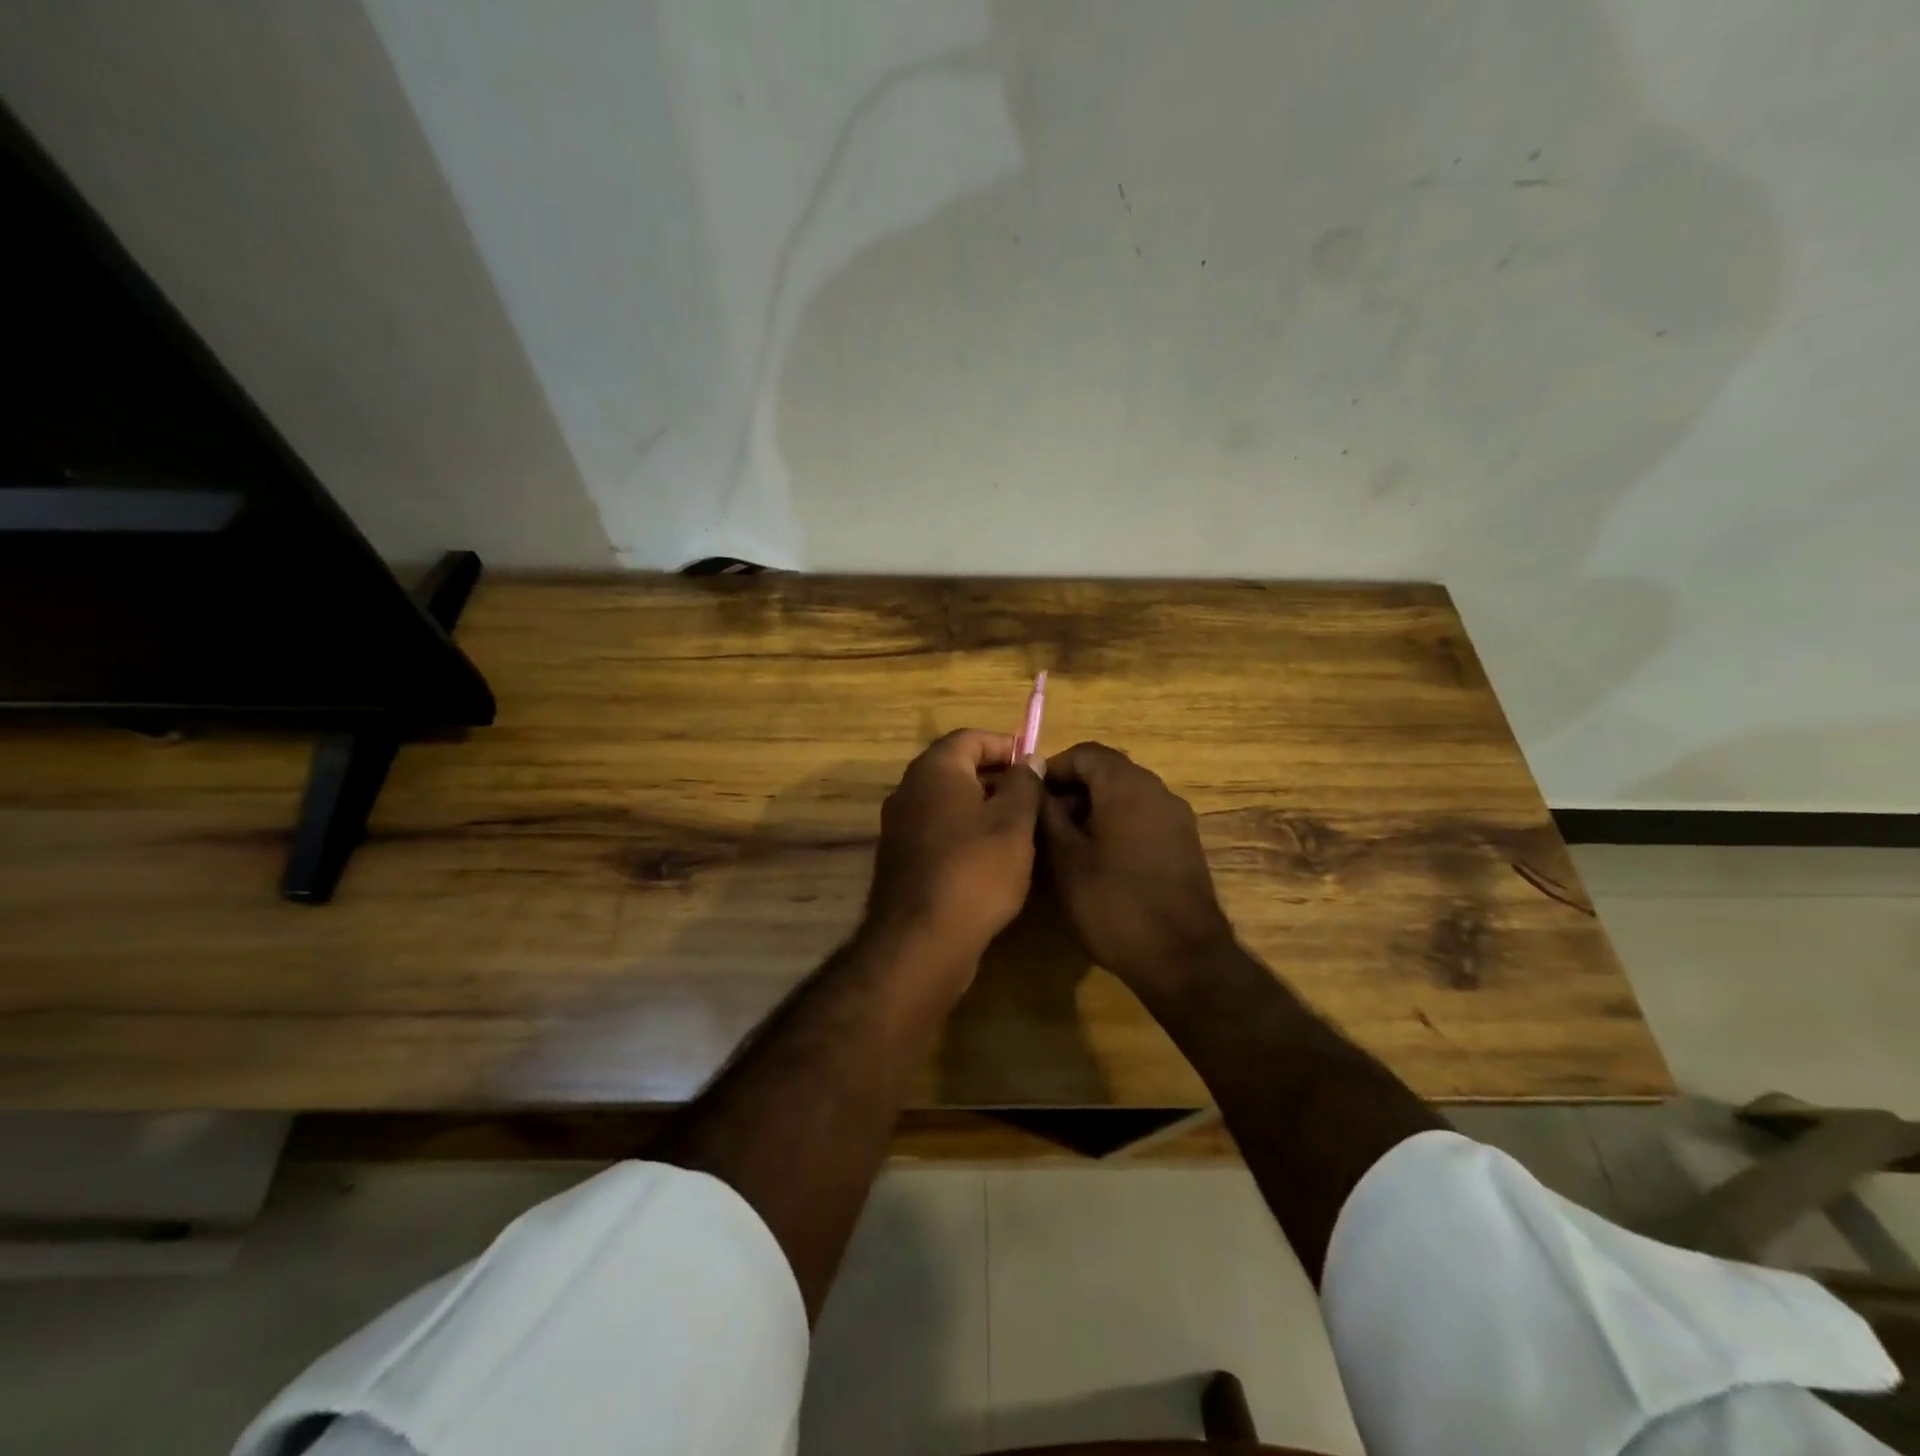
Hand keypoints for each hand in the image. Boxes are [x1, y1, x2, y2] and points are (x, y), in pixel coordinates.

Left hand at [868, 730, 1043, 969]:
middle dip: (996, 778)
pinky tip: (990, 860)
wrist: (921, 941)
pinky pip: (937, 831)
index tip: (1034, 767)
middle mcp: (909, 790)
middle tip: (1032, 800)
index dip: (1006, 745)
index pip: (970, 738)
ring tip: (1018, 830)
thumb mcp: (1014, 822)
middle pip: (956, 769)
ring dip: (982, 808)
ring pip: (947, 802)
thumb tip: (1027, 761)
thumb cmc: (976, 871)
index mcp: (934, 770)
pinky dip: (963, 834)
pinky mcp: (900, 859)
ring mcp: (900, 826)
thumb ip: (1024, 784)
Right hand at [1039, 742, 1232, 989]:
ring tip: (1065, 845)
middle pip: (1107, 771)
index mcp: (1127, 786)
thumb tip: (1034, 783)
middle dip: (1072, 790)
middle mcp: (1157, 790)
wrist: (1182, 958)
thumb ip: (1048, 814)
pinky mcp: (1184, 843)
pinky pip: (1143, 817)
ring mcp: (1176, 817)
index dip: (1053, 769)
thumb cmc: (1115, 904)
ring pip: (1125, 795)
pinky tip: (1098, 860)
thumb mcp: (1066, 859)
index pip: (1085, 753)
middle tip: (1043, 824)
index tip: (1030, 798)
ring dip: (1092, 809)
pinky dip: (1116, 824)